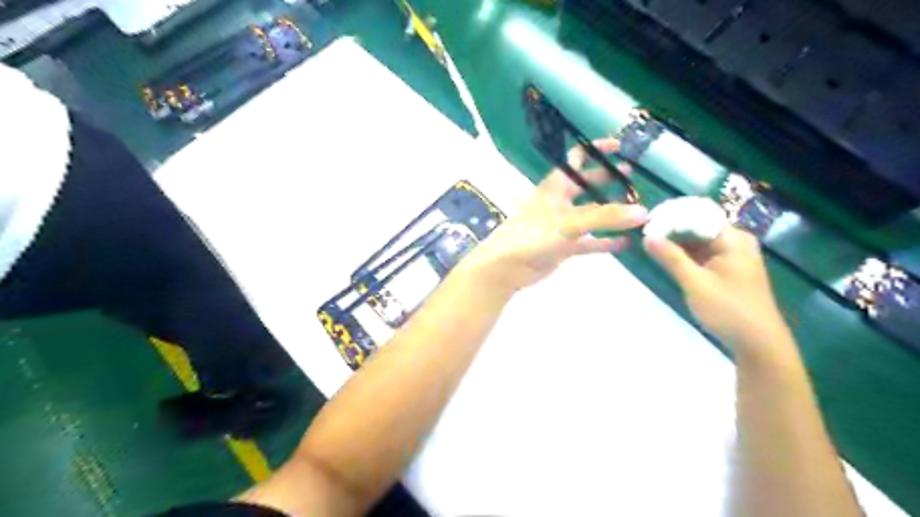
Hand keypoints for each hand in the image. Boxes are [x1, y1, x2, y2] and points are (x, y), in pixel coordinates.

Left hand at [468, 140, 645, 295]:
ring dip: (611, 214)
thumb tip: (643, 212)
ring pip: (591, 216)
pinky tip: (625, 243)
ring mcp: (562, 225)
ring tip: (637, 211)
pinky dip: (605, 242)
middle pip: (587, 186)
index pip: (577, 159)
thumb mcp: (570, 222)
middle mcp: (560, 202)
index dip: (596, 150)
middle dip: (608, 181)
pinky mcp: (564, 247)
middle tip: (633, 181)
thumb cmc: (533, 236)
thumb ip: (606, 217)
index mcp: (556, 186)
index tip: (620, 147)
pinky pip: (589, 242)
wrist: (507, 266)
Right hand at [645, 228, 791, 357]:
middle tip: (644, 233)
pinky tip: (667, 258)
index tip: (646, 223)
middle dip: (672, 230)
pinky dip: (686, 255)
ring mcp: (734, 256)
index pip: (697, 217)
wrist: (759, 343)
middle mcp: (736, 242)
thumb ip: (671, 257)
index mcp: (733, 239)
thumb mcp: (694, 282)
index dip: (671, 217)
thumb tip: (647, 236)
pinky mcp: (729, 270)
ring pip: (699, 242)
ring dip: (677, 243)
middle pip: (698, 227)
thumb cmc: (728, 309)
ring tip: (650, 243)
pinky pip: (703, 254)